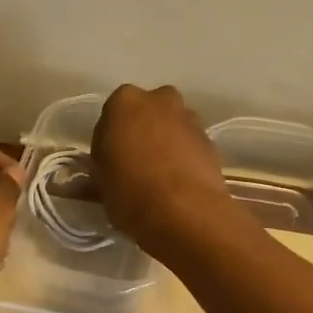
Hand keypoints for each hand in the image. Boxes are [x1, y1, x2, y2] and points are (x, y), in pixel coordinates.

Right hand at [90, 84, 236, 252]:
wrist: (186, 213)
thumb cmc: (131, 193)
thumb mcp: (101, 183)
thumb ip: (101, 169)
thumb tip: (101, 172)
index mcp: (124, 102)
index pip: (109, 118)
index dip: (107, 143)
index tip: (107, 164)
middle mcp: (159, 100)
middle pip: (144, 115)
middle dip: (139, 134)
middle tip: (132, 165)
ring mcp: (189, 118)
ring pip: (169, 127)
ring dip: (163, 143)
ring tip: (158, 177)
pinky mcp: (211, 140)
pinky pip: (188, 144)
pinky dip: (182, 156)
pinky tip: (177, 182)